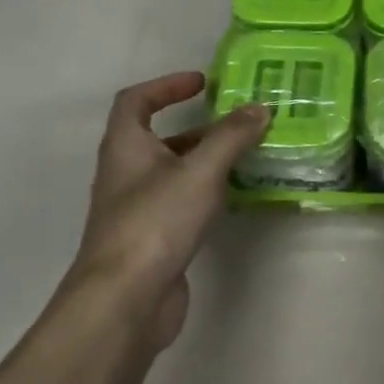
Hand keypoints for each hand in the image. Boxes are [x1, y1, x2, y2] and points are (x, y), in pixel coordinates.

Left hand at [60, 71, 269, 349]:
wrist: (125, 300)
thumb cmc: (156, 222)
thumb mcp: (200, 171)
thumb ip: (231, 137)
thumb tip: (259, 108)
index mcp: (125, 147)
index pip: (135, 101)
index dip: (166, 86)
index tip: (202, 83)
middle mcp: (124, 173)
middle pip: (156, 137)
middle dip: (196, 127)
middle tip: (236, 123)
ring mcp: (136, 209)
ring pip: (171, 172)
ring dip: (203, 160)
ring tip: (244, 157)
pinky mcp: (151, 239)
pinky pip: (179, 202)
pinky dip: (204, 192)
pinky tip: (231, 198)